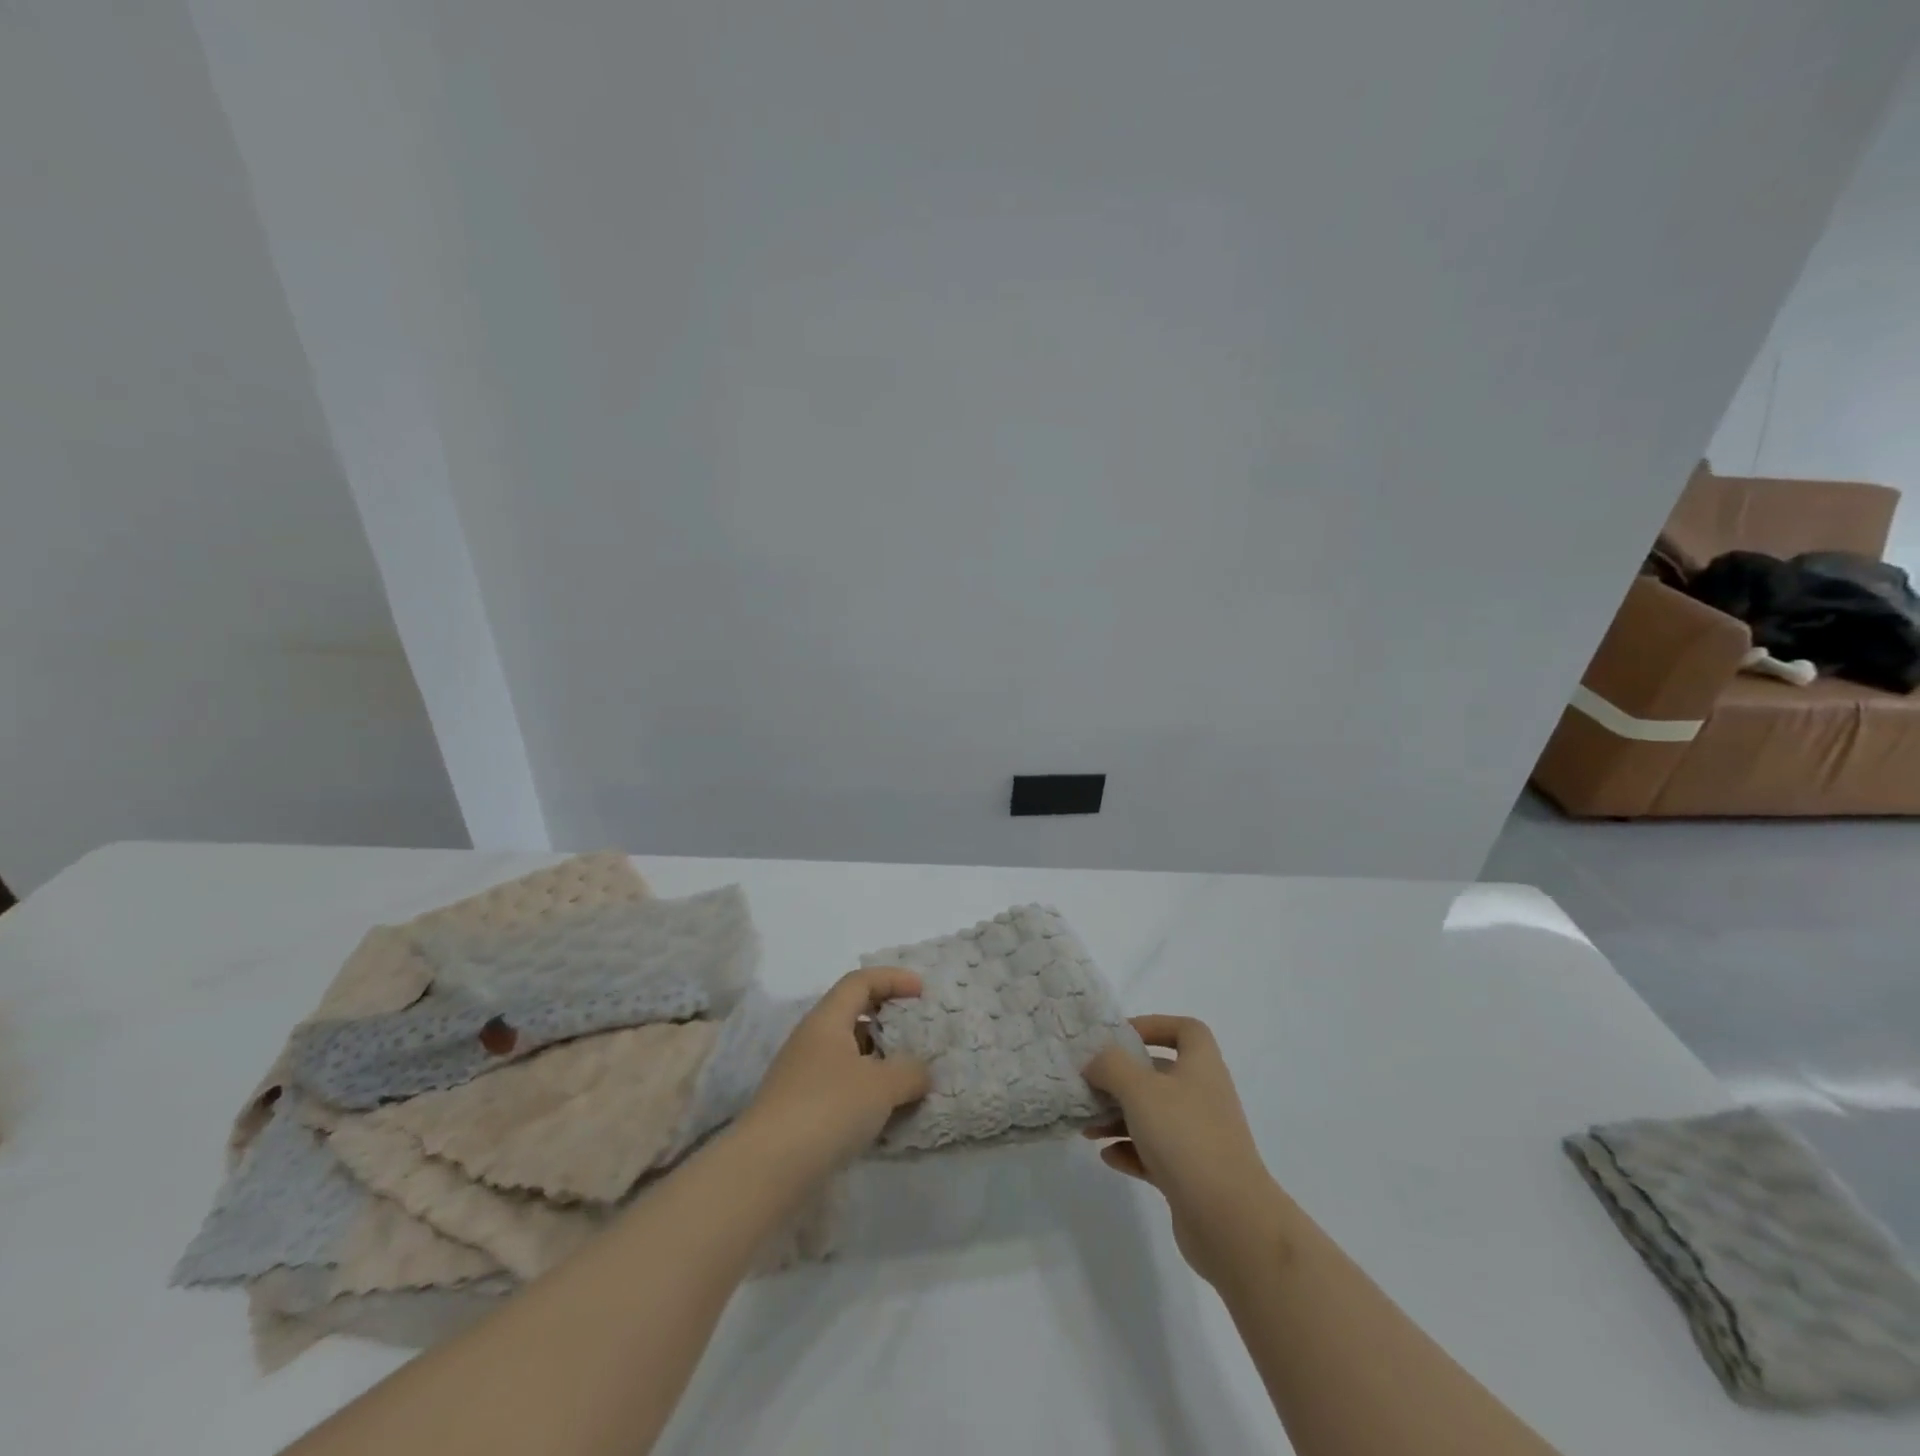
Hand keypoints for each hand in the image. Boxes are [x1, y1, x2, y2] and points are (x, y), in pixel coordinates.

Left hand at [737, 967, 930, 1177]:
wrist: (767, 1170)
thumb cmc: (827, 1109)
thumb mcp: (881, 1086)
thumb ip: (910, 1071)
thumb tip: (921, 1072)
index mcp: (826, 1021)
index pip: (860, 982)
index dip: (892, 978)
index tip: (922, 991)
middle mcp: (811, 1041)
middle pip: (853, 1015)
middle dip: (887, 1020)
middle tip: (917, 1034)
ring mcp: (802, 1077)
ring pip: (848, 1055)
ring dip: (879, 1061)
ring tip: (910, 1078)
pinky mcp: (800, 1111)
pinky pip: (842, 1087)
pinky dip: (867, 1091)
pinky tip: (886, 1113)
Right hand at [1082, 1015, 1283, 1286]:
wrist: (1230, 1221)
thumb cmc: (1185, 1138)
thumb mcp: (1139, 1089)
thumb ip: (1111, 1066)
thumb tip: (1095, 1062)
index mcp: (1201, 1066)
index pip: (1186, 1030)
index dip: (1154, 1025)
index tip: (1121, 1037)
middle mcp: (1203, 1096)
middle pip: (1160, 1074)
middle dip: (1122, 1078)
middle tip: (1090, 1085)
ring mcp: (1199, 1138)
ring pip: (1153, 1116)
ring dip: (1119, 1117)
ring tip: (1087, 1127)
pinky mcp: (1191, 1175)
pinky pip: (1155, 1153)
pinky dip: (1130, 1151)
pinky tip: (1107, 1156)